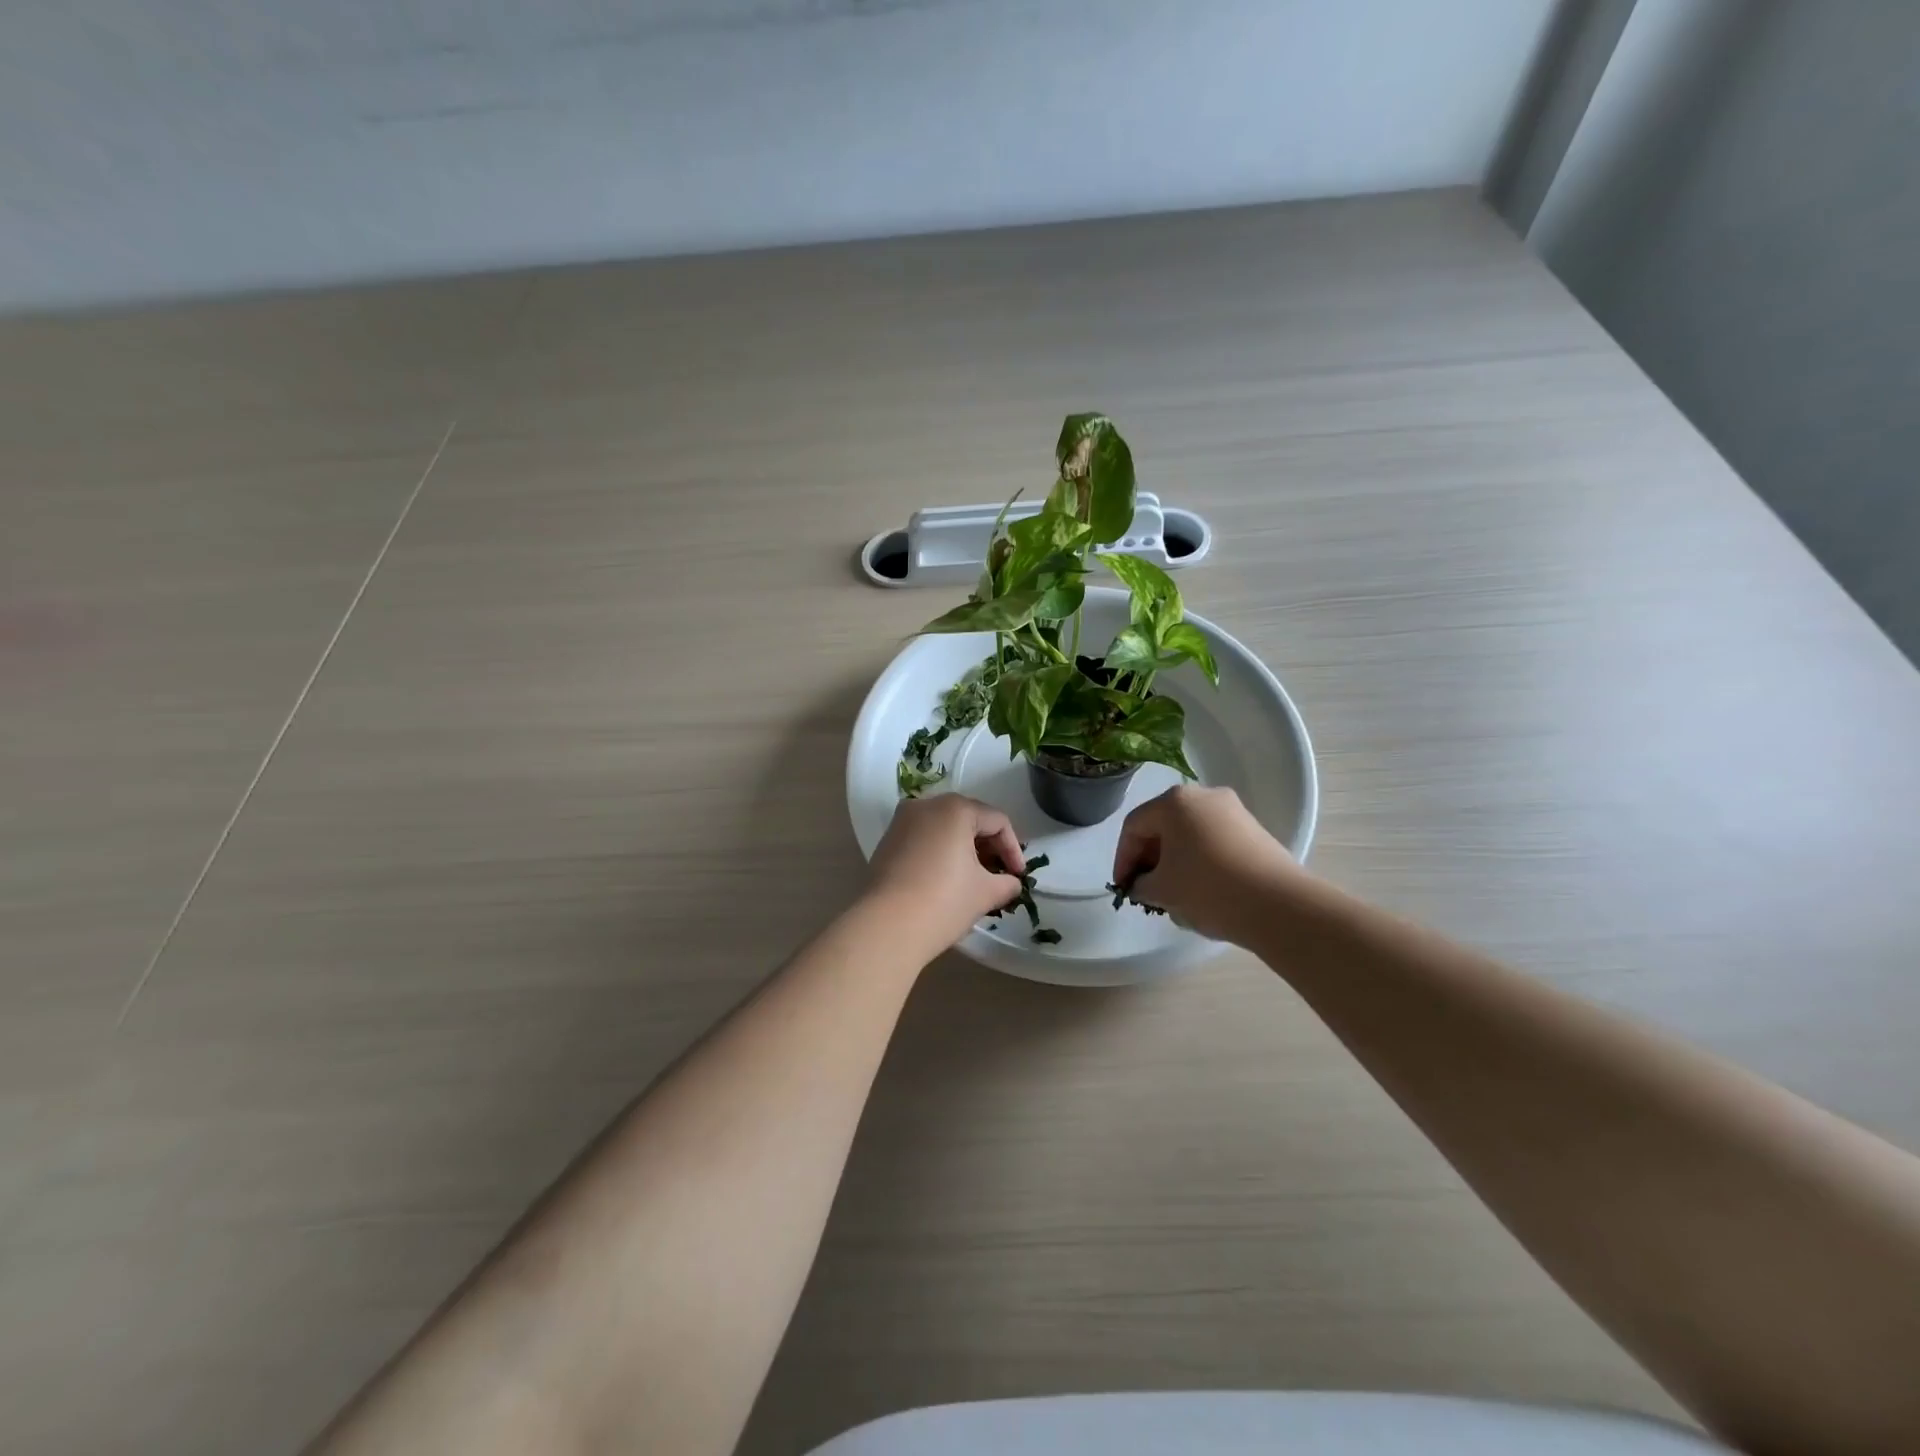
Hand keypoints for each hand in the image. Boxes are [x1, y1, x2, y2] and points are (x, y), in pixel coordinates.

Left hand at [865, 795, 1025, 951]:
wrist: (886, 927)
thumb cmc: (943, 902)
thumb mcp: (985, 893)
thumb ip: (1006, 882)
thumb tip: (1011, 883)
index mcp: (955, 808)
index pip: (997, 821)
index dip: (1014, 849)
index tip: (1018, 877)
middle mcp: (926, 805)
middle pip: (970, 819)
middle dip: (989, 847)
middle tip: (1000, 876)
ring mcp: (902, 822)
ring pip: (945, 828)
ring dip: (965, 850)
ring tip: (975, 880)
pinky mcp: (887, 841)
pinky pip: (924, 839)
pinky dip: (941, 853)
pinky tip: (947, 880)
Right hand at [1112, 785, 1302, 944]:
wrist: (1279, 905)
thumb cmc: (1208, 889)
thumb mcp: (1162, 890)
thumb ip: (1141, 885)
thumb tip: (1144, 885)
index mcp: (1174, 802)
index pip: (1134, 827)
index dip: (1123, 859)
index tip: (1123, 888)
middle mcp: (1204, 796)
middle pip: (1163, 826)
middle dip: (1150, 858)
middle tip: (1145, 889)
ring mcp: (1233, 811)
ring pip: (1189, 834)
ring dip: (1175, 861)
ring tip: (1173, 894)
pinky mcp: (1254, 830)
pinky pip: (1214, 841)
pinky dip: (1200, 860)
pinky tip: (1202, 890)